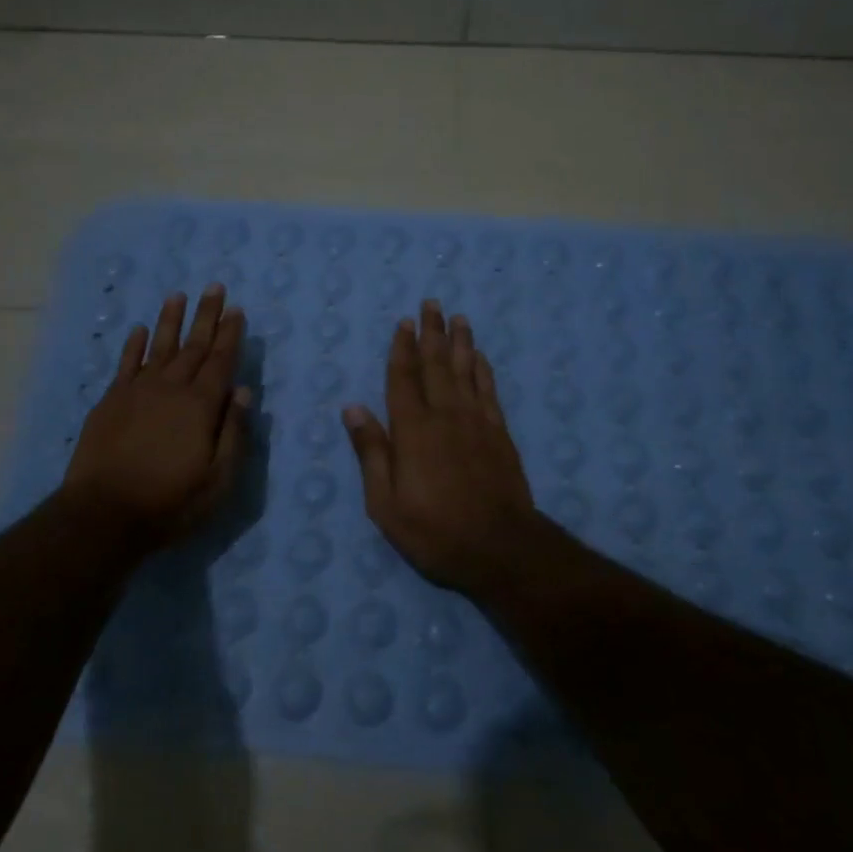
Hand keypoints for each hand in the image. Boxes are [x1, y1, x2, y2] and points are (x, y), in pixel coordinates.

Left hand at [63, 285, 251, 545]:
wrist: (104, 514)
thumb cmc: (170, 502)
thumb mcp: (217, 479)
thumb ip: (233, 433)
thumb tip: (244, 391)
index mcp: (201, 406)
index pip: (221, 361)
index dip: (230, 335)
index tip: (237, 310)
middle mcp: (171, 388)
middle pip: (193, 346)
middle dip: (206, 316)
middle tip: (215, 288)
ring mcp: (137, 391)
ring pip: (158, 347)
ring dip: (170, 320)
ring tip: (177, 295)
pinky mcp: (111, 401)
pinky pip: (126, 364)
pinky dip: (134, 345)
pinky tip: (140, 330)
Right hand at [343, 300, 540, 594]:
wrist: (499, 547)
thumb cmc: (434, 530)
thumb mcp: (385, 503)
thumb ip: (371, 452)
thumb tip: (352, 408)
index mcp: (413, 430)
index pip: (404, 378)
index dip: (402, 349)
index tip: (404, 322)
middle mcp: (445, 415)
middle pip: (437, 365)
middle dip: (432, 333)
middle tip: (431, 304)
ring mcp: (477, 422)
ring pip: (466, 371)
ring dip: (460, 342)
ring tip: (458, 318)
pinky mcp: (499, 434)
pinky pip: (489, 391)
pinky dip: (483, 370)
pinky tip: (480, 357)